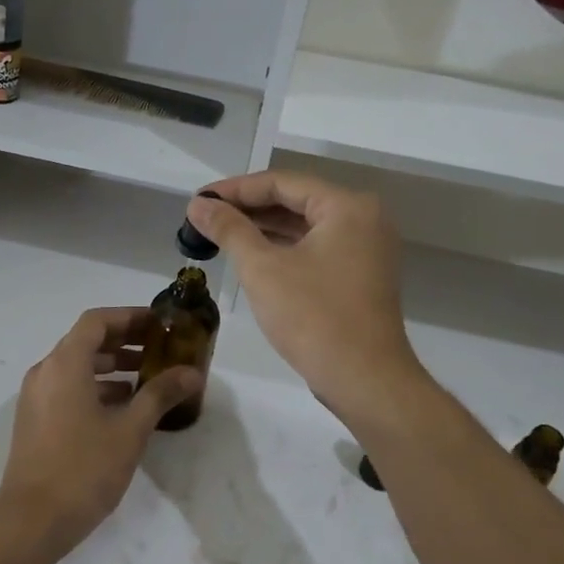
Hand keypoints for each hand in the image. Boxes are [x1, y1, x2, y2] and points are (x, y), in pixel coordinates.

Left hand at [0, 307, 204, 560]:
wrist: (30, 521)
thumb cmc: (82, 468)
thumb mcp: (129, 430)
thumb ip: (160, 395)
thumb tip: (192, 372)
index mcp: (65, 363)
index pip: (97, 321)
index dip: (130, 317)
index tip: (161, 324)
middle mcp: (46, 371)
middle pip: (86, 341)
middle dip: (125, 341)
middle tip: (161, 349)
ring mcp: (36, 396)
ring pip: (77, 366)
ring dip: (112, 366)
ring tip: (149, 378)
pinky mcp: (35, 419)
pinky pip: (68, 387)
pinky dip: (96, 387)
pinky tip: (123, 408)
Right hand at [187, 172, 421, 415]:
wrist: (365, 381)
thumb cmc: (313, 317)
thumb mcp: (262, 269)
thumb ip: (229, 229)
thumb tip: (198, 206)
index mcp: (347, 207)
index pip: (281, 182)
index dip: (235, 189)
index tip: (198, 201)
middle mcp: (363, 219)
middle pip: (295, 200)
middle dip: (247, 208)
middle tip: (203, 217)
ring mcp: (365, 248)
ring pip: (304, 225)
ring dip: (262, 228)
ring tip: (218, 233)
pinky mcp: (360, 275)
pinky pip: (315, 247)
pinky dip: (282, 248)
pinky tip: (249, 255)